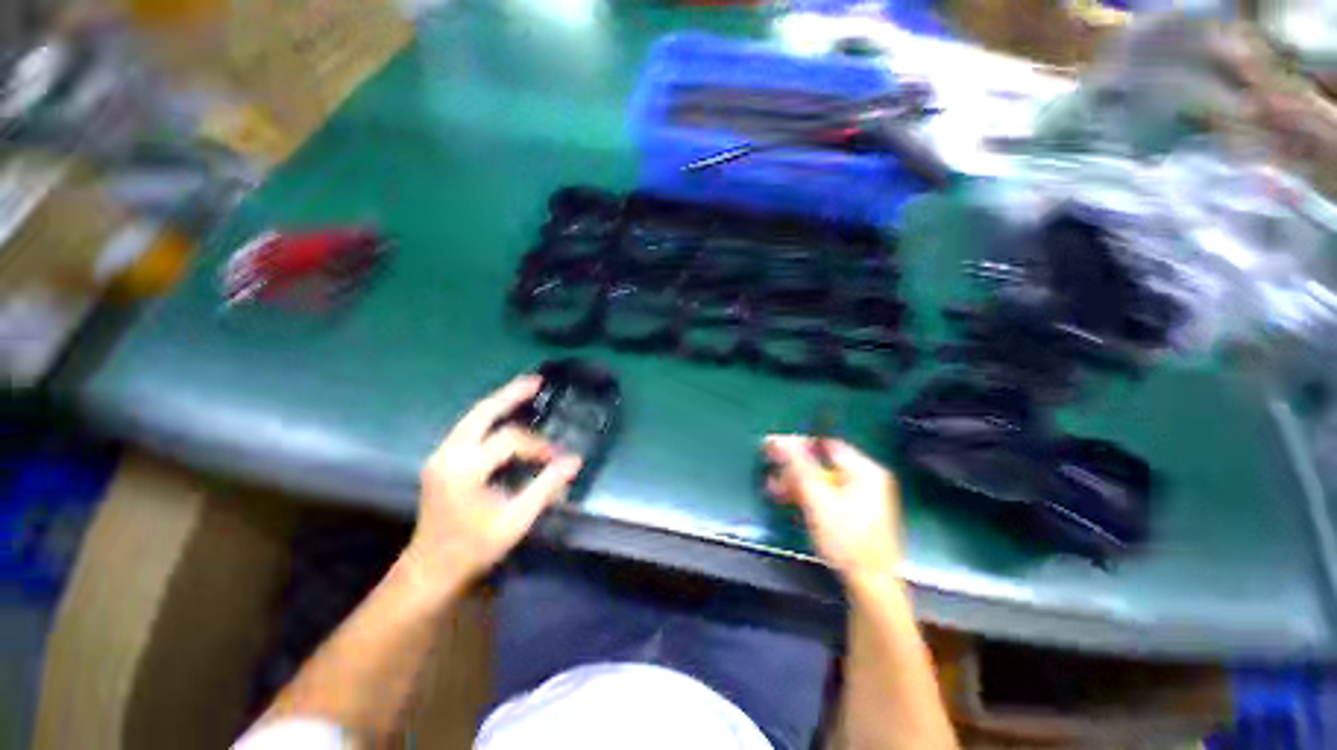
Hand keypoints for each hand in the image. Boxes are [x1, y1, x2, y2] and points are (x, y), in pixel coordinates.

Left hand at [403, 375, 581, 594]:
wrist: (430, 570)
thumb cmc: (473, 547)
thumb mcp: (515, 520)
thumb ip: (546, 487)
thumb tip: (574, 461)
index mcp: (464, 469)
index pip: (509, 441)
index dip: (538, 445)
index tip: (558, 459)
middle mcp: (448, 454)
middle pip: (481, 413)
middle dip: (510, 394)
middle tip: (536, 381)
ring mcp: (441, 456)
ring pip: (472, 417)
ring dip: (499, 402)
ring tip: (525, 389)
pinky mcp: (441, 461)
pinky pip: (468, 428)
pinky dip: (489, 417)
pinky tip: (505, 415)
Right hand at [763, 435, 901, 585]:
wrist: (870, 587)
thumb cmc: (846, 540)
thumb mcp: (817, 499)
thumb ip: (797, 467)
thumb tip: (777, 439)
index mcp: (865, 470)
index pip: (825, 444)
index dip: (797, 444)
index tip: (773, 449)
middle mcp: (867, 479)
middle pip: (822, 463)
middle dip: (793, 468)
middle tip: (770, 471)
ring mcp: (863, 497)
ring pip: (822, 480)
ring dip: (796, 482)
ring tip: (773, 488)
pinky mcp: (855, 513)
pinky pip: (827, 494)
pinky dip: (807, 495)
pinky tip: (788, 499)